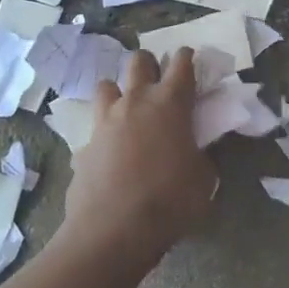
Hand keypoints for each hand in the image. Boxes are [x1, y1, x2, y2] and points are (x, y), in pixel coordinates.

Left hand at [62, 48, 215, 266]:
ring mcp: (105, 120)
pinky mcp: (85, 144)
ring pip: (107, 84)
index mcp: (170, 103)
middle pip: (139, 61)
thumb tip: (193, 152)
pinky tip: (112, 150)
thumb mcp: (203, 178)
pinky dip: (105, 130)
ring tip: (128, 109)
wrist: (113, 230)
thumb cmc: (170, 200)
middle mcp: (136, 101)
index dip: (188, 57)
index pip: (182, 64)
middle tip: (159, 82)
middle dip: (150, 64)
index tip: (191, 59)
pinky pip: (95, 125)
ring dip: (120, 91)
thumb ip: (200, 155)